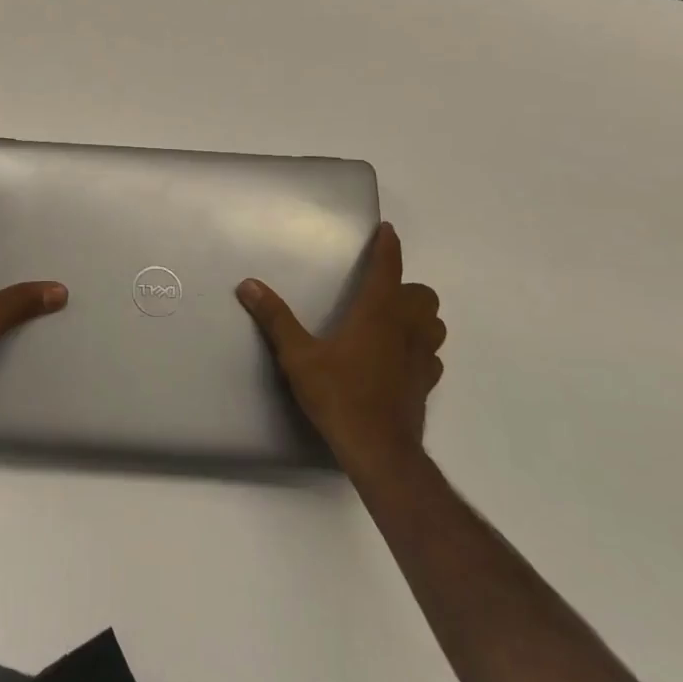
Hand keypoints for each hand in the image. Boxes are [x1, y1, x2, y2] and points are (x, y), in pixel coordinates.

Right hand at [237, 223, 445, 474]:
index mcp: (377, 313)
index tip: (387, 230)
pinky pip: (432, 355)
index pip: (389, 268)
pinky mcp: (426, 384)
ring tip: (393, 320)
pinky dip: (420, 348)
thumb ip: (275, 318)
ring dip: (419, 315)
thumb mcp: (298, 356)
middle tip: (380, 291)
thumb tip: (248, 285)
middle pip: (422, 295)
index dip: (388, 247)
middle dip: (407, 287)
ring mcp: (421, 358)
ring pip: (434, 323)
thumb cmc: (339, 395)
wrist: (379, 450)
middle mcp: (406, 329)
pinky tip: (399, 358)